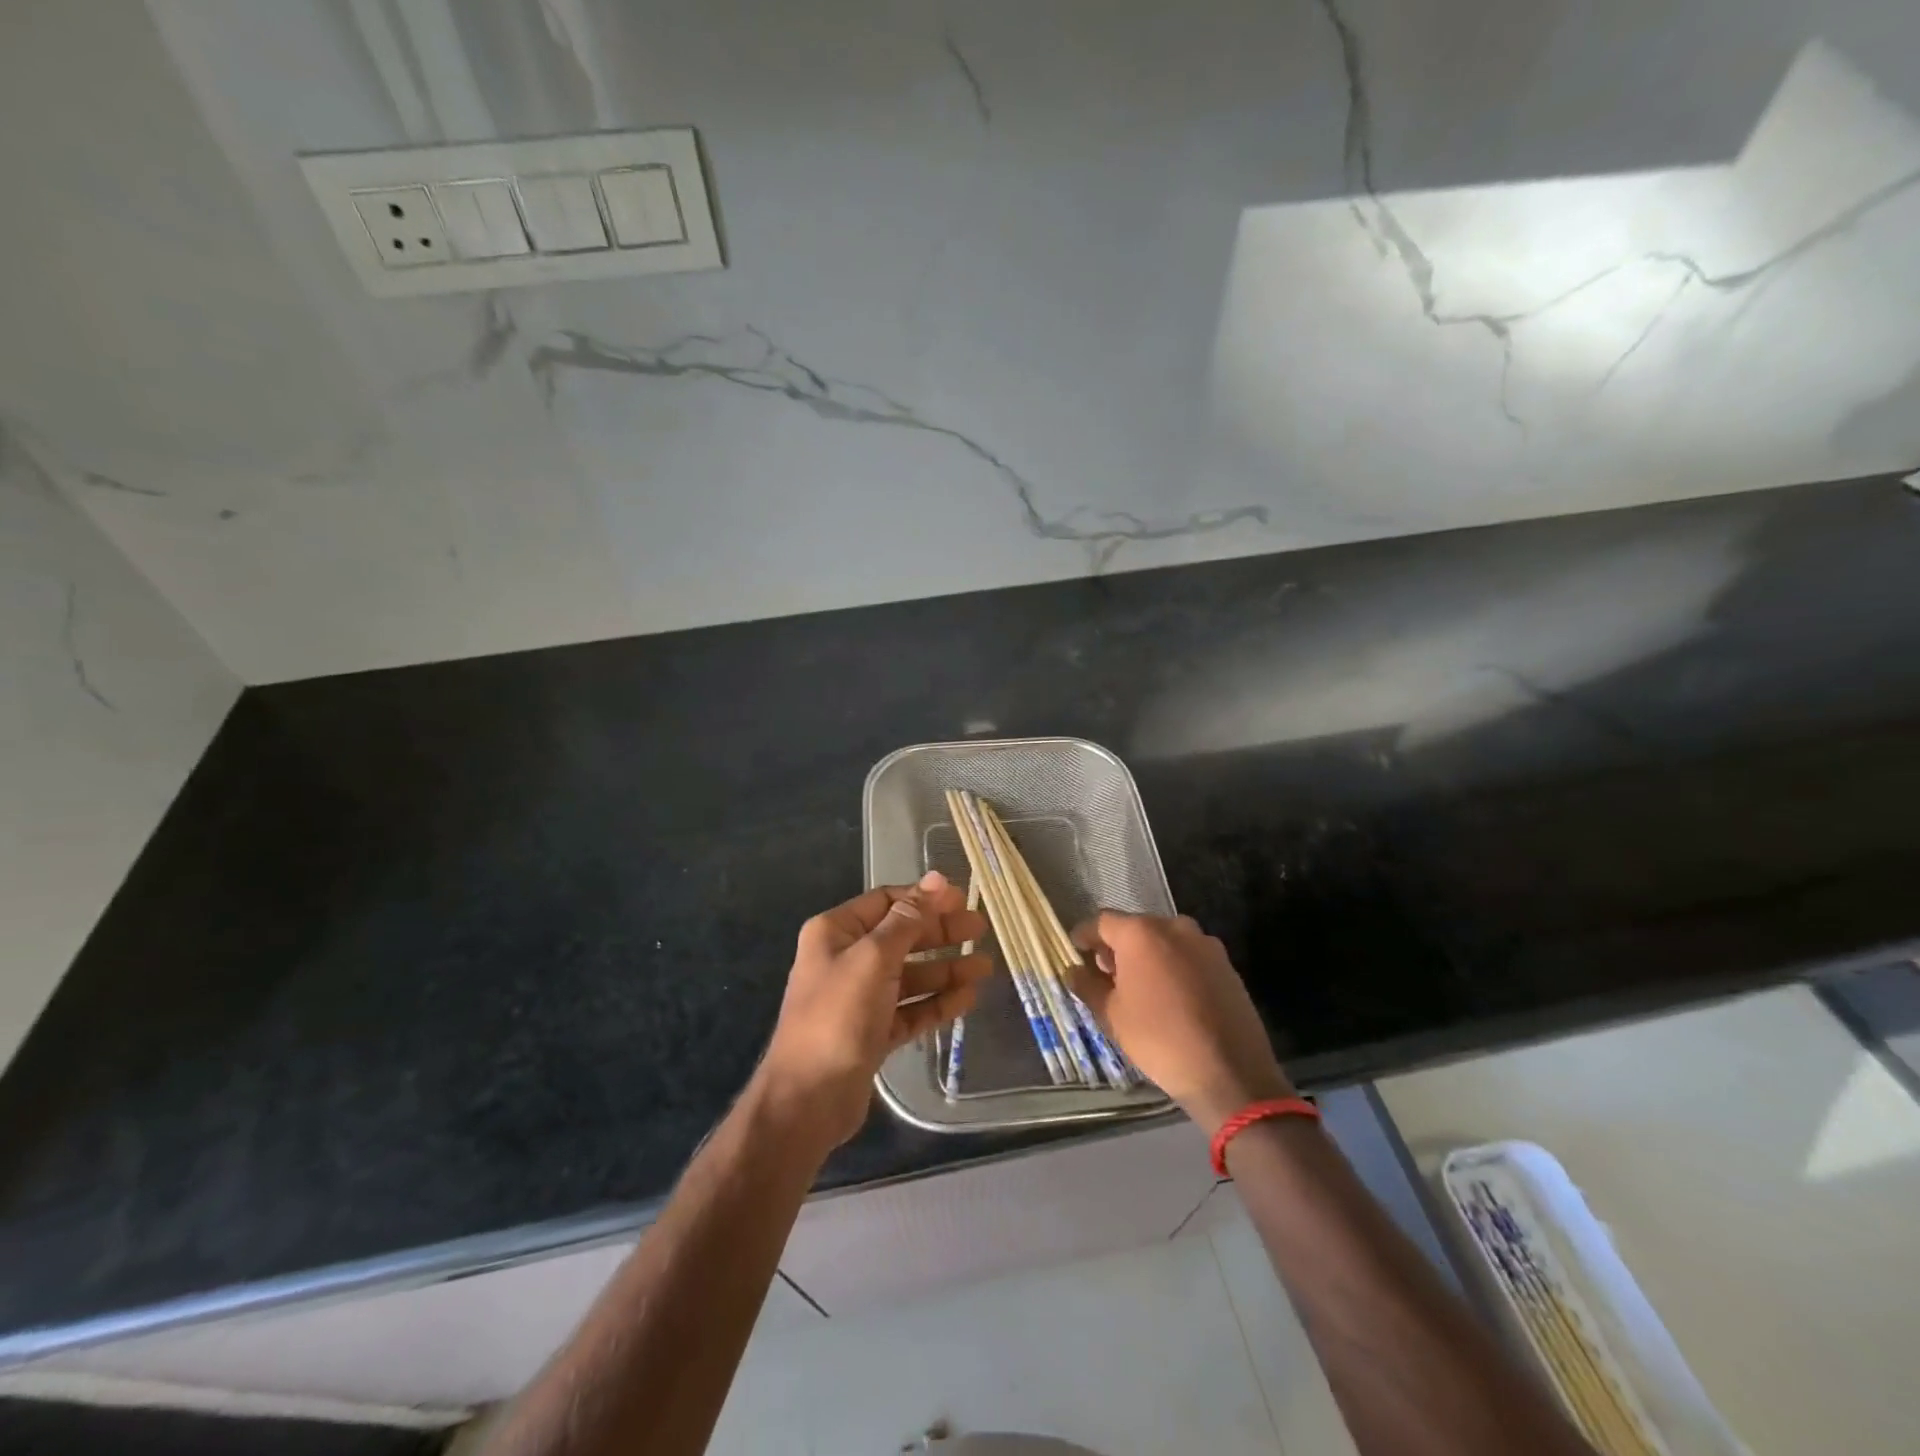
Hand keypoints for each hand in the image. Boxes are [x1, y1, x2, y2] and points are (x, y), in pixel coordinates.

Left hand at [757, 871, 990, 1151]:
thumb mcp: (874, 958)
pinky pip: (911, 1009)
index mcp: (836, 932)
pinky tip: (967, 999)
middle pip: (902, 937)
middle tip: (981, 929)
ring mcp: (860, 998)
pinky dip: (937, 1003)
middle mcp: (846, 959)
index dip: (924, 898)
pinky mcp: (873, 1032)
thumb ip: (908, 919)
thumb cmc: (837, 1016)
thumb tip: (937, 879)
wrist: (807, 1100)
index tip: (962, 899)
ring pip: (910, 975)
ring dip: (945, 970)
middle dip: (941, 933)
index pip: (887, 902)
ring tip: (985, 968)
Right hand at [1069, 912, 1291, 1132]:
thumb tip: (1073, 971)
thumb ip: (1087, 986)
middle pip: (1136, 928)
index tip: (1076, 951)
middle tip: (1106, 974)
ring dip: (1148, 956)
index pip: (1102, 922)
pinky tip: (1170, 997)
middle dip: (1118, 947)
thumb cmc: (1159, 1038)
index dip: (1085, 936)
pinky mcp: (1226, 965)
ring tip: (1139, 987)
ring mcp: (1205, 944)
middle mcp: (1174, 927)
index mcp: (1141, 933)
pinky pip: (1189, 957)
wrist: (1230, 1072)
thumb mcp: (1112, 1015)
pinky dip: (1174, 967)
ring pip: (1165, 941)